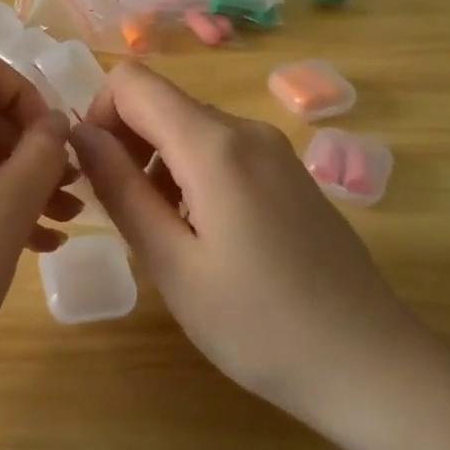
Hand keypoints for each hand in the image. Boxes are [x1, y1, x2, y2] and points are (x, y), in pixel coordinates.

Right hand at [71, 61, 424, 423]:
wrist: (371, 366)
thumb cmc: (258, 324)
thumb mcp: (171, 262)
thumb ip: (120, 188)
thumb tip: (78, 132)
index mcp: (214, 145)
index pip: (132, 83)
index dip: (97, 115)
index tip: (94, 174)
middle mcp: (246, 130)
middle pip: (161, 104)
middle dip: (125, 145)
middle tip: (122, 215)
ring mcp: (274, 151)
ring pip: (189, 129)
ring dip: (156, 165)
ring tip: (163, 234)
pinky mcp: (289, 174)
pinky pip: (221, 152)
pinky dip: (190, 176)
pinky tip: (204, 236)